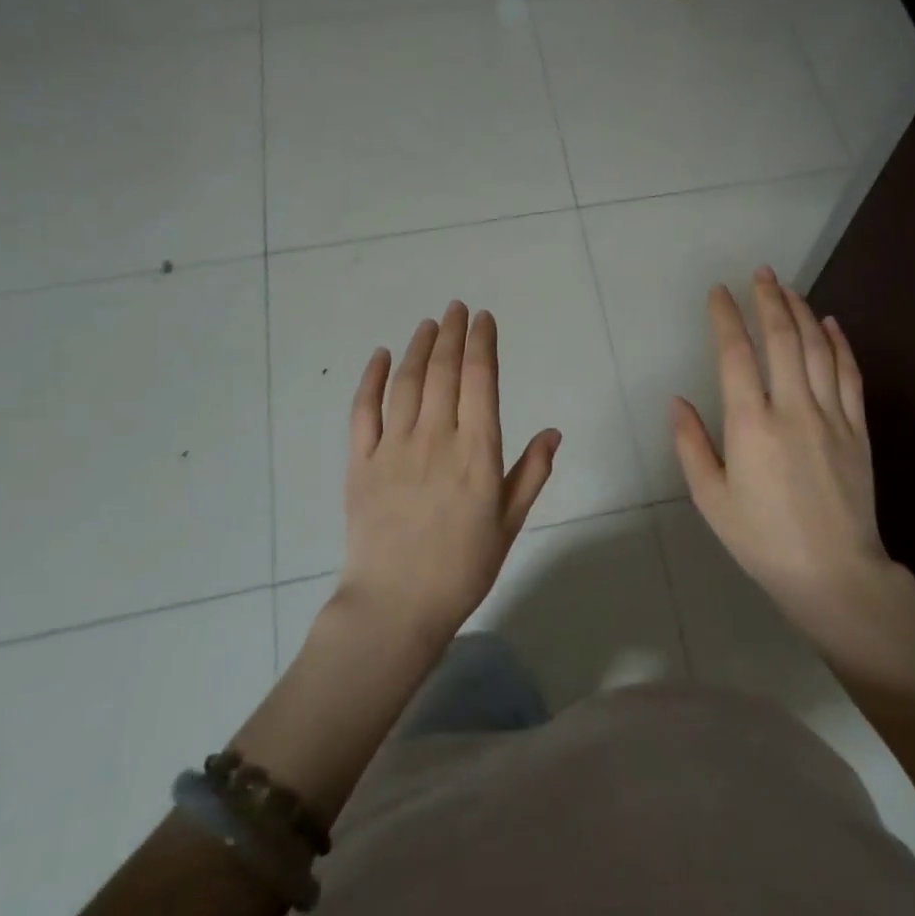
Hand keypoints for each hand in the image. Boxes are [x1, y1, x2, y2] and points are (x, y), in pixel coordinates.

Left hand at [339, 302, 560, 643]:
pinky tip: (382, 356)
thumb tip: (554, 431)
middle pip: (444, 371)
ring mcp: (393, 448)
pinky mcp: (360, 462)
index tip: (484, 318)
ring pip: (407, 382)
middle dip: (452, 333)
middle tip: (457, 308)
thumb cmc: (463, 568)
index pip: (481, 380)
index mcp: (477, 452)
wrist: (395, 607)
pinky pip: (363, 411)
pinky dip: (372, 379)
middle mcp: (436, 439)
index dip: (482, 343)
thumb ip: (531, 473)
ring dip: (419, 347)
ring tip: (429, 323)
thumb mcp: (509, 523)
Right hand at [671, 267, 911, 646]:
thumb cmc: (762, 539)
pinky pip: (850, 374)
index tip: (719, 293)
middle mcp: (792, 409)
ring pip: (817, 348)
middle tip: (760, 274)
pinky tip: (830, 323)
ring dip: (802, 312)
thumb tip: (678, 402)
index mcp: (751, 426)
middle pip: (782, 338)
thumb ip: (691, 446)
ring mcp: (831, 416)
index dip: (726, 318)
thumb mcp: (711, 500)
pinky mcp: (857, 428)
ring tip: (788, 289)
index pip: (735, 355)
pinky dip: (839, 343)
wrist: (834, 573)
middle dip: (768, 299)